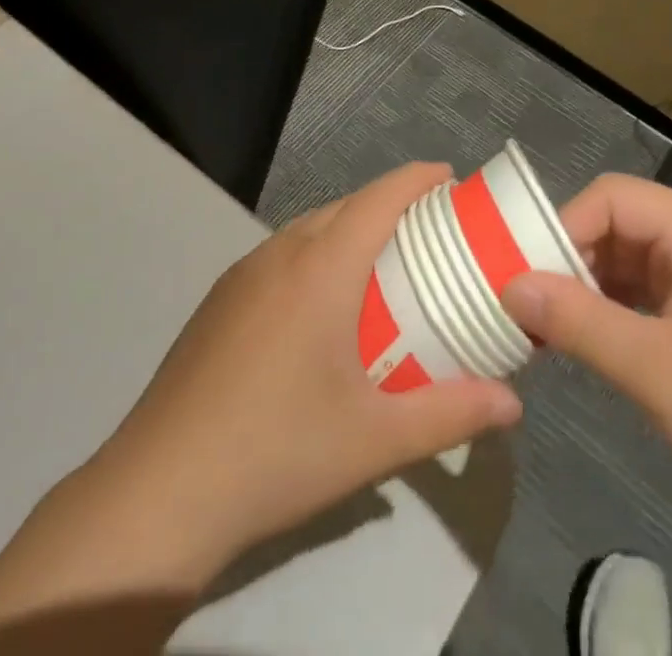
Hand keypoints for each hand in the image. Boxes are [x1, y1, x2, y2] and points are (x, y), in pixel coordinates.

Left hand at [95, 162, 523, 581]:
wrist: (158, 493)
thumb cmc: (277, 451)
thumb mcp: (375, 439)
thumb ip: (451, 414)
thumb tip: (513, 404)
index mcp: (322, 266)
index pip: (381, 196)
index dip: (420, 178)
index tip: (453, 181)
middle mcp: (281, 252)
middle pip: (347, 205)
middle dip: (392, 205)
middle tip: (432, 236)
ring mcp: (243, 273)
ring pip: (310, 227)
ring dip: (351, 229)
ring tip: (383, 268)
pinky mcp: (219, 300)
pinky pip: (282, 254)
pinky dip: (317, 255)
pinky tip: (322, 309)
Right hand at [502, 174, 671, 526]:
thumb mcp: (654, 369)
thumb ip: (578, 322)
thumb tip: (510, 287)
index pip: (612, 197)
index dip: (562, 227)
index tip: (525, 277)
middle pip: (619, 221)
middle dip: (570, 258)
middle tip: (527, 304)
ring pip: (629, 254)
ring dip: (588, 284)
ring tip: (547, 324)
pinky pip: (647, 283)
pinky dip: (614, 304)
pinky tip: (588, 335)